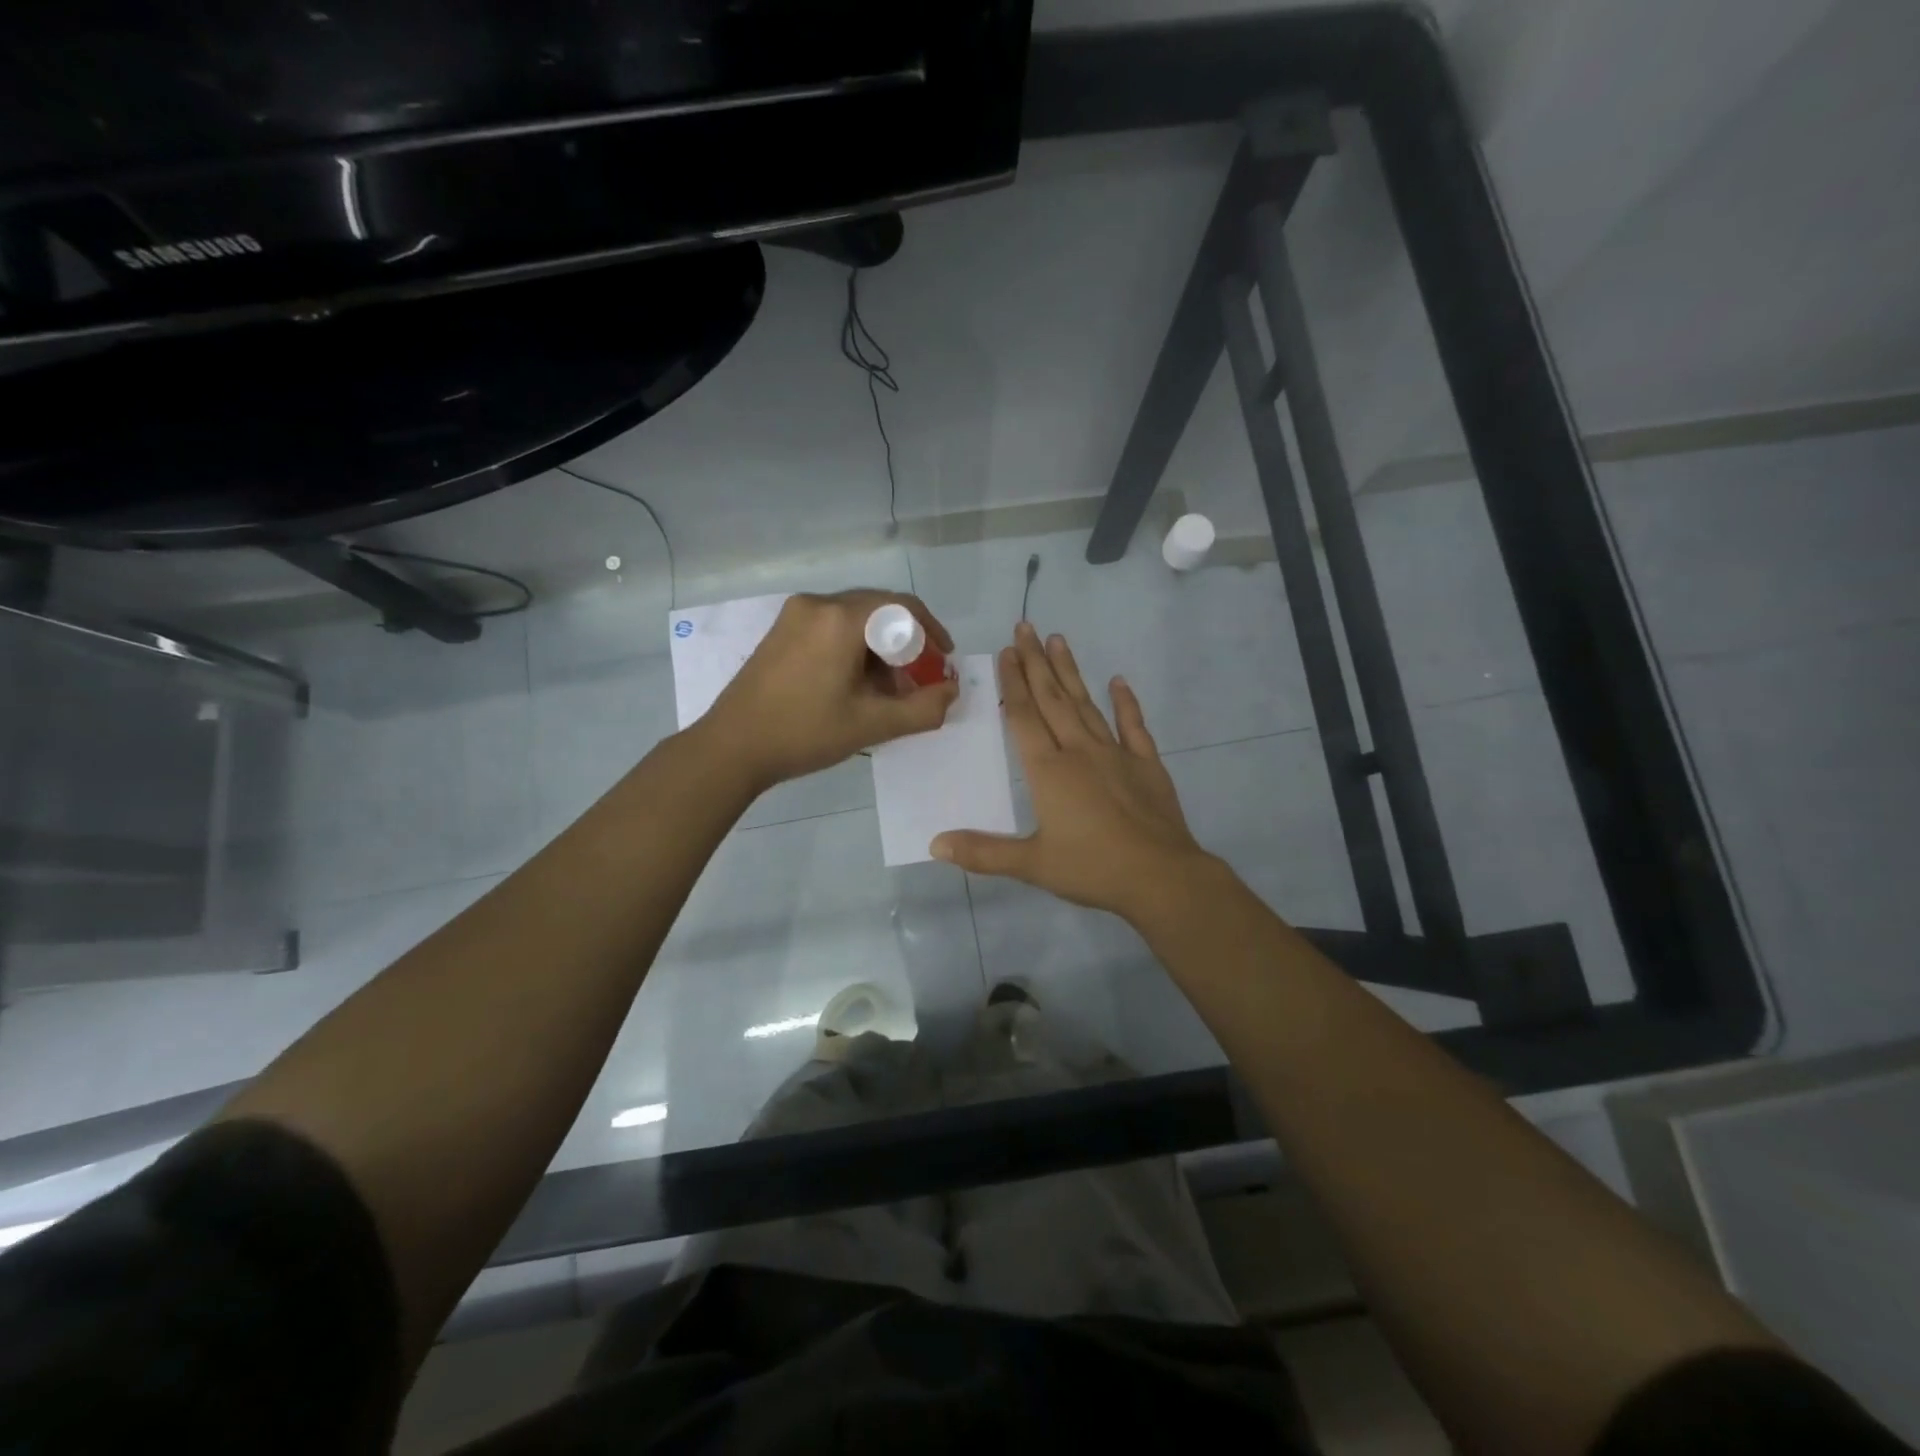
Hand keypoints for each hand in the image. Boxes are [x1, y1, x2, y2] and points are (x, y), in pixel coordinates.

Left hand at [701, 589, 958, 793]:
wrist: (731, 747)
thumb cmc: (804, 733)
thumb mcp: (872, 724)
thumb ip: (922, 708)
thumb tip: (951, 691)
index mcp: (841, 618)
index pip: (903, 607)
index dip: (932, 632)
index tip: (944, 660)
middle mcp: (818, 603)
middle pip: (879, 610)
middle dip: (906, 643)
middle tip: (918, 679)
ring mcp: (795, 614)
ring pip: (855, 619)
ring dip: (879, 647)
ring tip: (887, 689)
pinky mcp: (781, 630)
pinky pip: (831, 626)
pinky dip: (853, 647)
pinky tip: (854, 683)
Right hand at [932, 623, 1211, 920]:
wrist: (1161, 877)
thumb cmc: (1092, 869)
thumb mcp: (1032, 865)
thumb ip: (983, 852)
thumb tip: (935, 844)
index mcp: (1049, 771)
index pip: (1024, 717)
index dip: (1012, 684)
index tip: (1006, 652)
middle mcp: (1079, 751)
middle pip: (1052, 699)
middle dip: (1036, 662)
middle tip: (1025, 627)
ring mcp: (1116, 753)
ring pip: (1086, 704)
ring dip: (1070, 672)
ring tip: (1058, 639)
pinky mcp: (1146, 764)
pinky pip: (1133, 725)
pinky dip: (1125, 702)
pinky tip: (1118, 681)